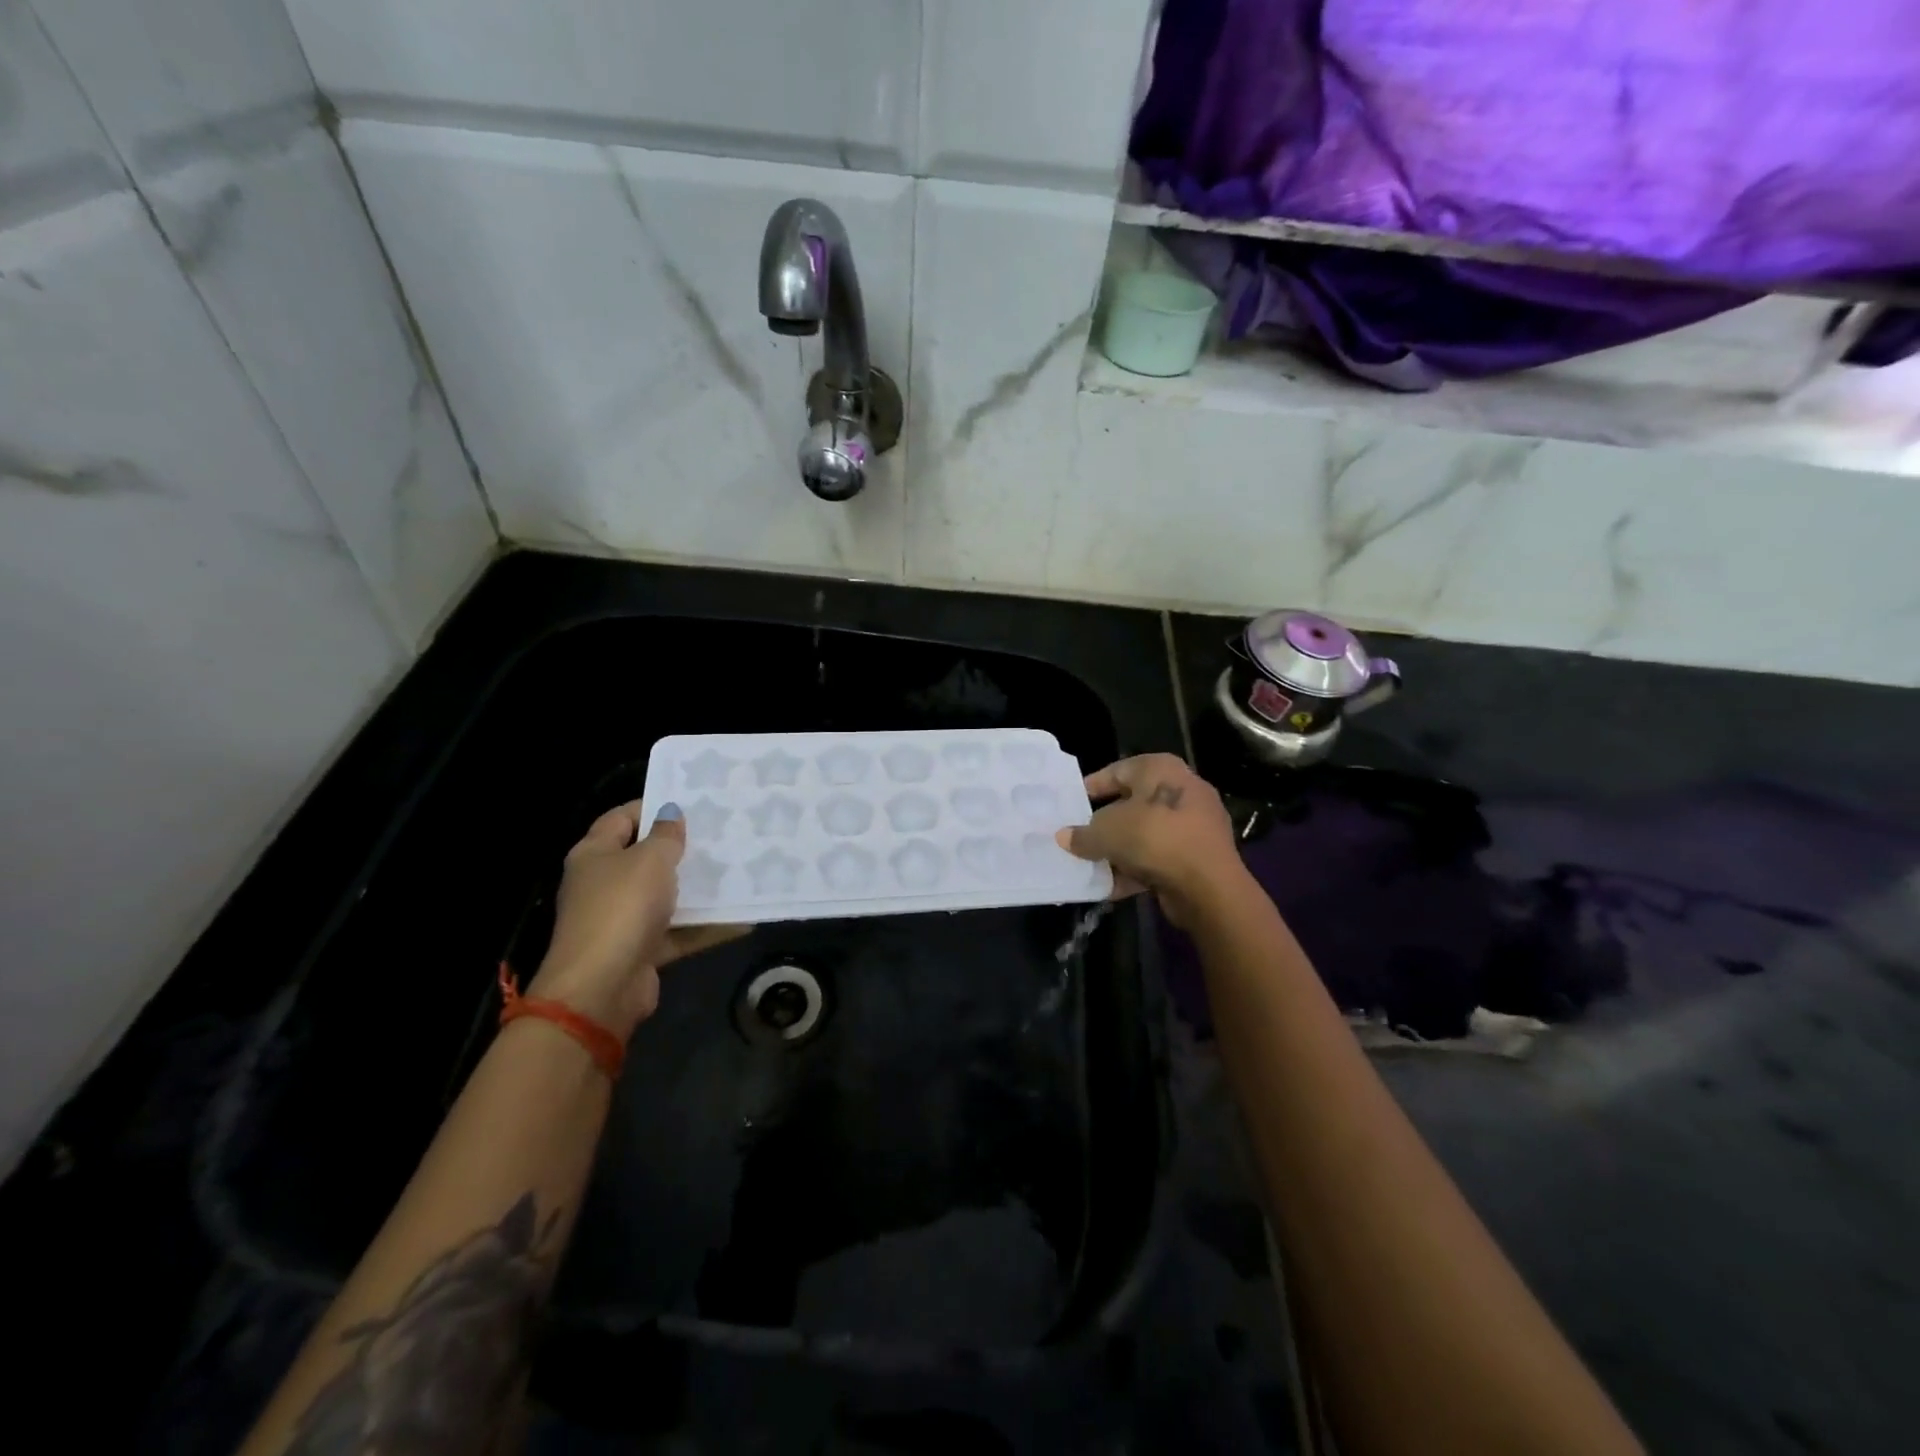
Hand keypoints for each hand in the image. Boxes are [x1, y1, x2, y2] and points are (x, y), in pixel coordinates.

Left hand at [528, 802, 746, 1036]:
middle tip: (723, 833)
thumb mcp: (650, 860)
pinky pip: (679, 931)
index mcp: (595, 854)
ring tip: (738, 869)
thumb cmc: (622, 908)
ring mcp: (622, 919)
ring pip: (665, 896)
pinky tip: (743, 917)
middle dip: (681, 848)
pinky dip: (706, 926)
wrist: (602, 988)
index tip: (691, 801)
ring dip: (697, 888)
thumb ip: (665, 835)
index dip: (652, 806)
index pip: (621, 818)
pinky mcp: (642, 950)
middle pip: (645, 858)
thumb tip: (670, 813)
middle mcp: (604, 884)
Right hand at [1056, 755, 1248, 927]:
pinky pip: (1159, 857)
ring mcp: (1194, 823)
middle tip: (1078, 835)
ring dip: (1119, 850)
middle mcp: (1181, 789)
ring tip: (1090, 864)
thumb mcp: (1107, 832)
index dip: (1092, 787)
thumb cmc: (1154, 838)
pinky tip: (1111, 886)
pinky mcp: (1199, 855)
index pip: (1117, 770)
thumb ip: (1083, 834)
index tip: (1071, 803)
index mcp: (1160, 769)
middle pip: (1131, 804)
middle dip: (1104, 824)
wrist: (1208, 885)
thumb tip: (1065, 837)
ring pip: (1145, 834)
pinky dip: (1137, 869)